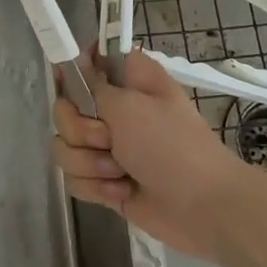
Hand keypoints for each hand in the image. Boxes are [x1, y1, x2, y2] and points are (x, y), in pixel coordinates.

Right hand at [52, 47, 256, 259]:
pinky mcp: (103, 181)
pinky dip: (97, 187)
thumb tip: (74, 60)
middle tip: (108, 139)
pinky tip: (122, 192)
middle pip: (65, 110)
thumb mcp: (130, 106)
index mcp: (128, 82)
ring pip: (65, 147)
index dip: (74, 70)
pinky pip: (74, 179)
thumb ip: (93, 85)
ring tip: (120, 171)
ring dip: (90, 163)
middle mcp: (114, 110)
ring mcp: (107, 148)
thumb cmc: (171, 146)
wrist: (201, 206)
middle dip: (80, 130)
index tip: (68, 84)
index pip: (89, 60)